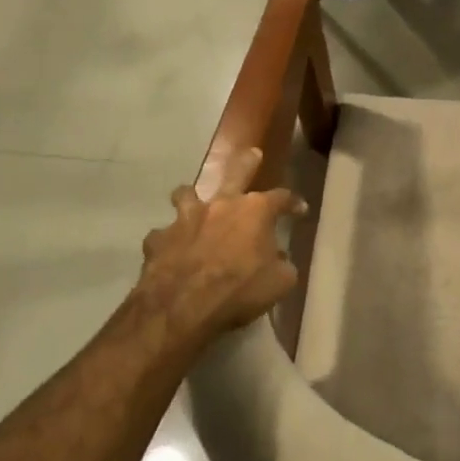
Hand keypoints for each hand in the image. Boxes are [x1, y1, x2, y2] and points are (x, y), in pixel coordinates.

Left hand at [135, 149, 303, 350]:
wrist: (183, 307)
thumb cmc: (240, 290)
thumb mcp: (279, 283)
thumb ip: (282, 265)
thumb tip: (279, 259)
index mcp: (254, 212)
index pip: (281, 198)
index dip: (293, 203)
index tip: (300, 209)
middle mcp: (220, 205)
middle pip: (235, 173)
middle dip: (246, 162)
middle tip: (251, 153)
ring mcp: (185, 219)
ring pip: (187, 194)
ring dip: (192, 197)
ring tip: (192, 199)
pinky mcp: (159, 239)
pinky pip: (164, 235)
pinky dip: (169, 241)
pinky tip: (171, 251)